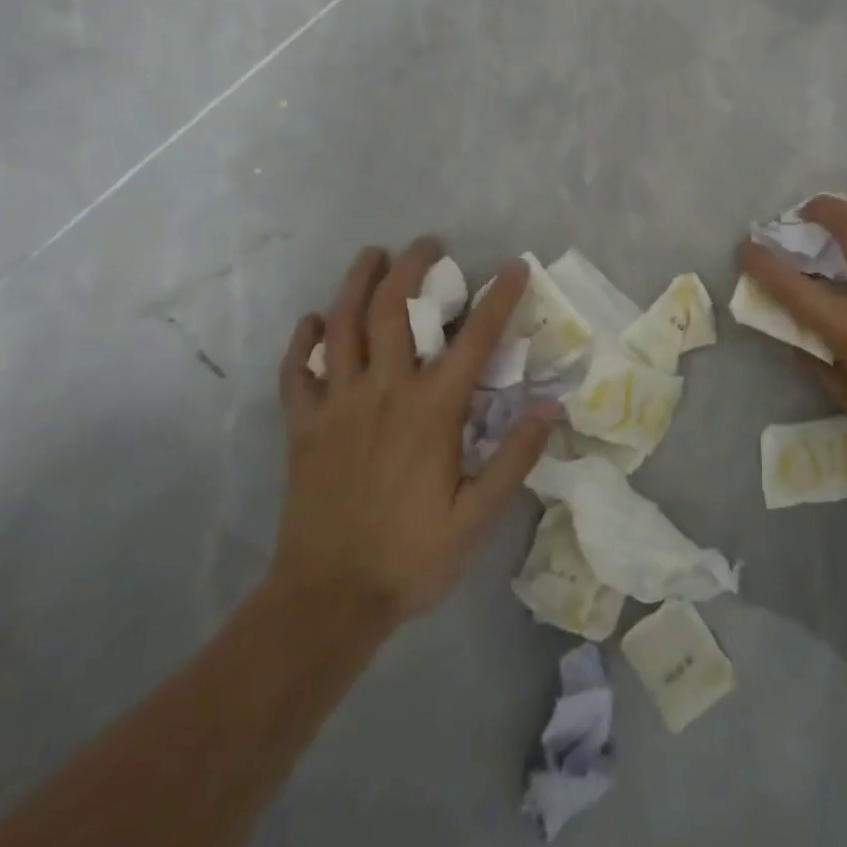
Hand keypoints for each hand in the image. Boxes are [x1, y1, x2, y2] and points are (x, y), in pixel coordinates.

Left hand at [269, 241, 555, 628]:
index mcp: (432, 410)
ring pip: (343, 325)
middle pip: (394, 309)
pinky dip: (304, 340)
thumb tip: (549, 406)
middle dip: (413, 267)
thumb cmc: (410, 557)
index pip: (474, 338)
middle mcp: (385, 391)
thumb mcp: (477, 518)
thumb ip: (515, 458)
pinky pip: (297, 371)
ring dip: (357, 283)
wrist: (326, 602)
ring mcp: (337, 404)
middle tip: (428, 244)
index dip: (499, 297)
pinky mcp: (303, 425)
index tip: (515, 267)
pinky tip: (314, 321)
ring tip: (371, 255)